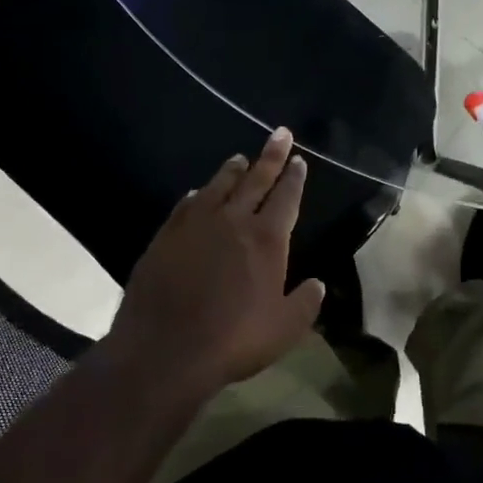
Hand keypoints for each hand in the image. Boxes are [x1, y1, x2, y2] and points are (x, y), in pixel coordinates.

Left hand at [107, 128, 324, 396]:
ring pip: (219, 186)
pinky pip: (186, 204)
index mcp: (266, 239)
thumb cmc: (232, 340)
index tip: (298, 159)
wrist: (164, 350)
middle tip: (280, 133)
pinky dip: (197, 195)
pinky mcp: (166, 235)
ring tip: (240, 157)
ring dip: (232, 170)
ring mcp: (196, 224)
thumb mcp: (284, 329)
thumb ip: (305, 303)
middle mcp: (233, 221)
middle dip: (271, 156)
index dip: (294, 177)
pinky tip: (198, 192)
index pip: (286, 197)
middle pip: (256, 179)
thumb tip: (318, 284)